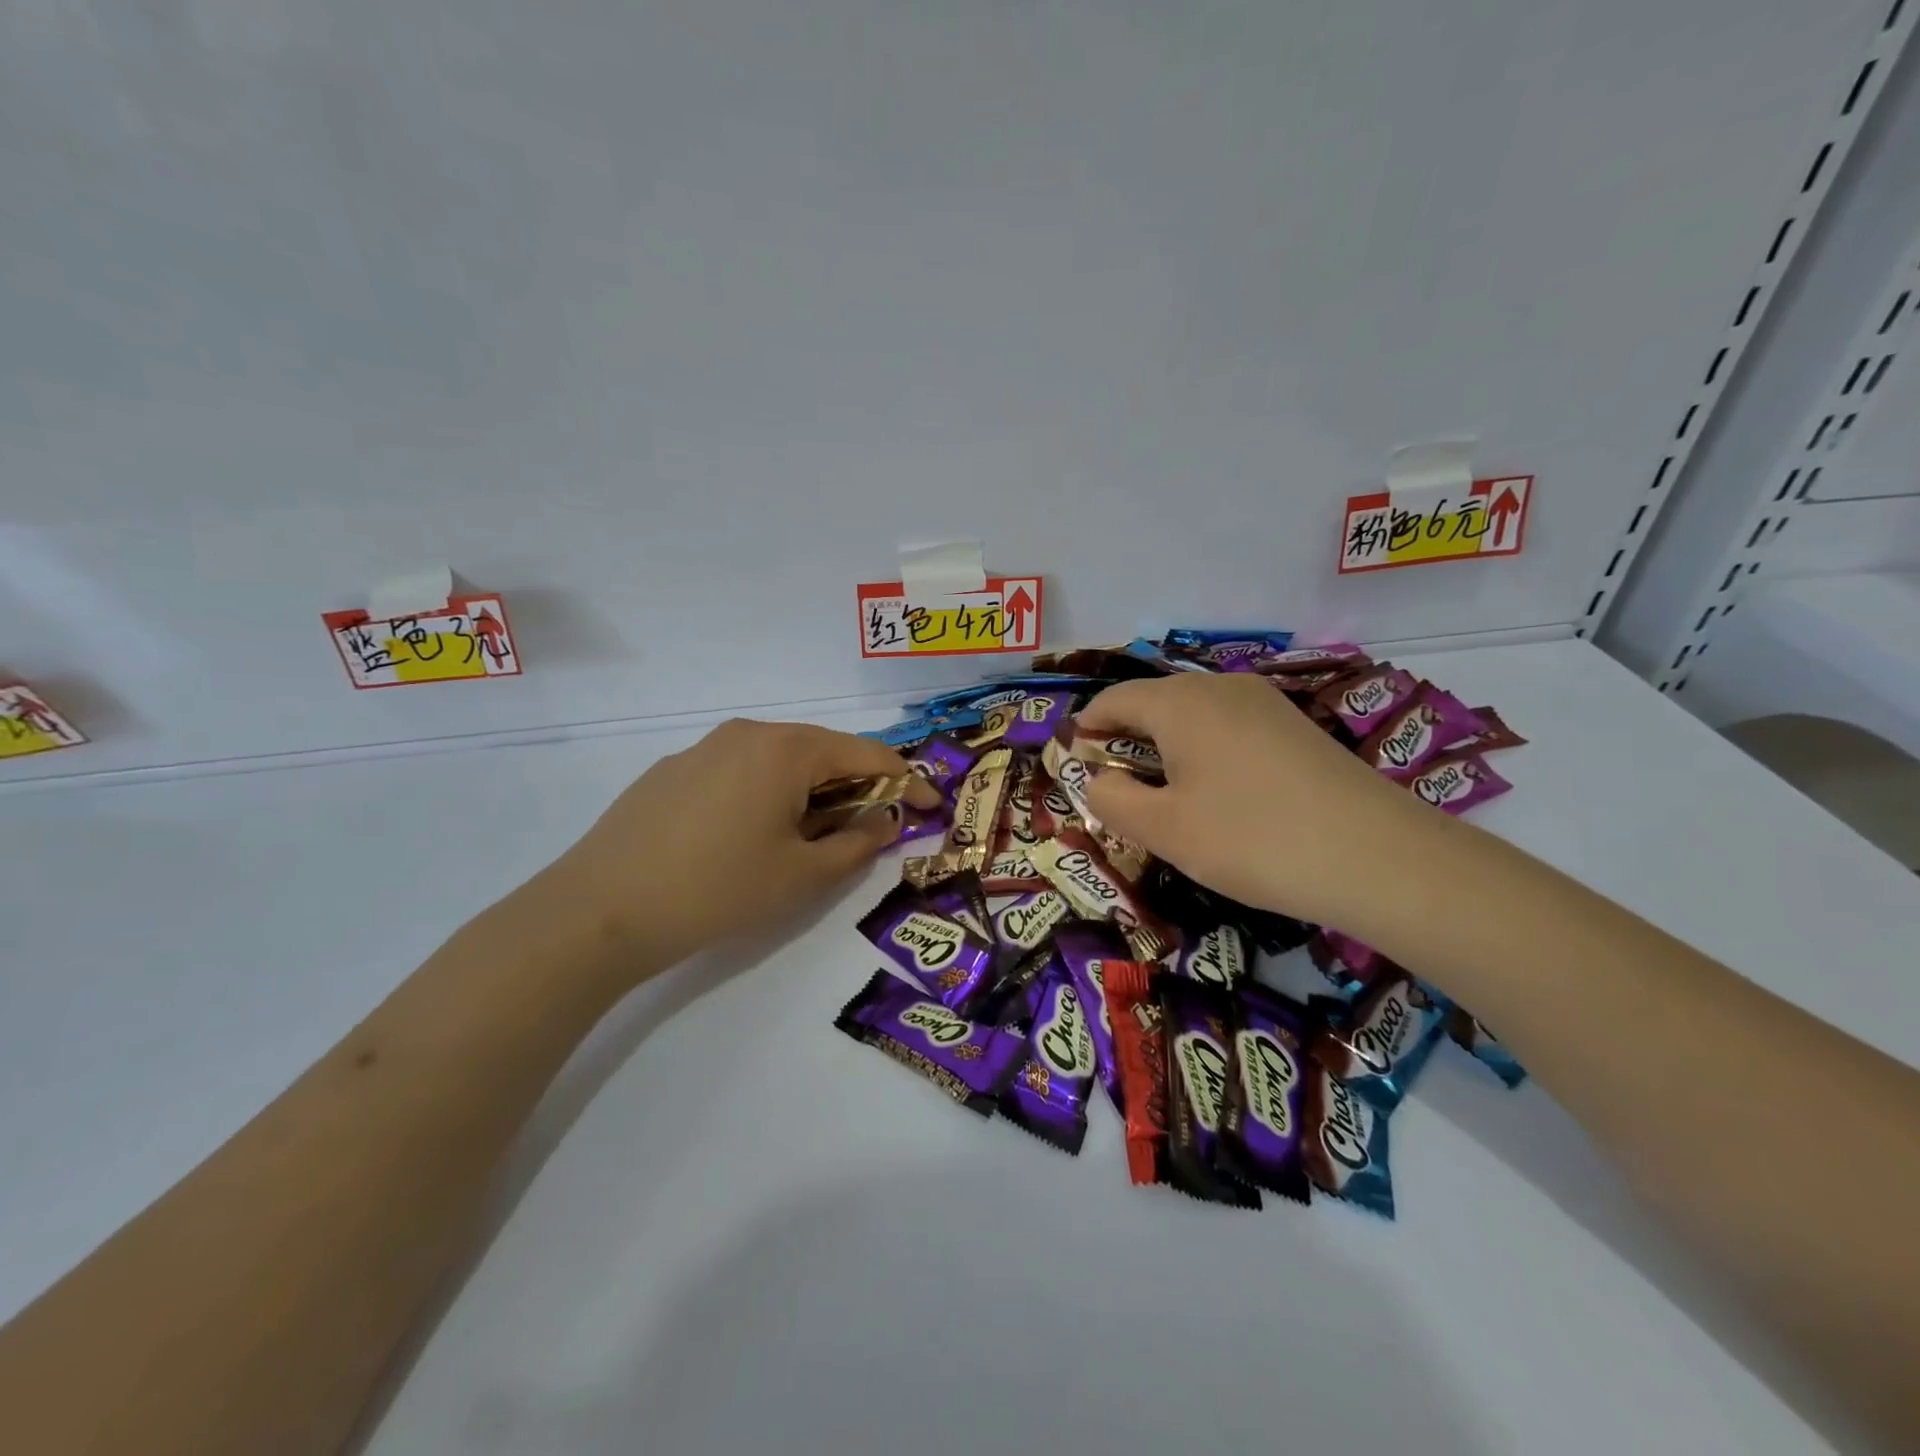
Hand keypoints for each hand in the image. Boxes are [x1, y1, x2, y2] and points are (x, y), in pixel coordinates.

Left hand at [542, 719, 940, 975]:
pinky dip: (769, 793)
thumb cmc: (717, 889)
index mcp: (786, 749)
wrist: (598, 910)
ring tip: (816, 834)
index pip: (866, 754)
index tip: (931, 806)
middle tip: (875, 825)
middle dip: (857, 784)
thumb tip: (886, 820)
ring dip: (812, 791)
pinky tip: (753, 834)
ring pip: (780, 760)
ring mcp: (704, 748)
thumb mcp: (801, 875)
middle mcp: (747, 733)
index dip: (906, 780)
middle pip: (822, 750)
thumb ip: (857, 843)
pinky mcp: (673, 771)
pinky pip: (741, 771)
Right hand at [1078, 673, 1433, 927]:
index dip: (1086, 730)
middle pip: (1153, 705)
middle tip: (1116, 792)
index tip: (1073, 767)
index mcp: (1180, 702)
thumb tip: (1099, 780)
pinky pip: (1229, 730)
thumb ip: (1114, 800)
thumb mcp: (1165, 829)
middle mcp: (1220, 688)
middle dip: (1125, 743)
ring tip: (1165, 800)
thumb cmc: (1252, 839)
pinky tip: (1219, 798)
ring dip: (1165, 752)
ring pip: (1193, 718)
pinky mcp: (1295, 728)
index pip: (1112, 700)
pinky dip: (1204, 755)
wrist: (1379, 857)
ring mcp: (1264, 704)